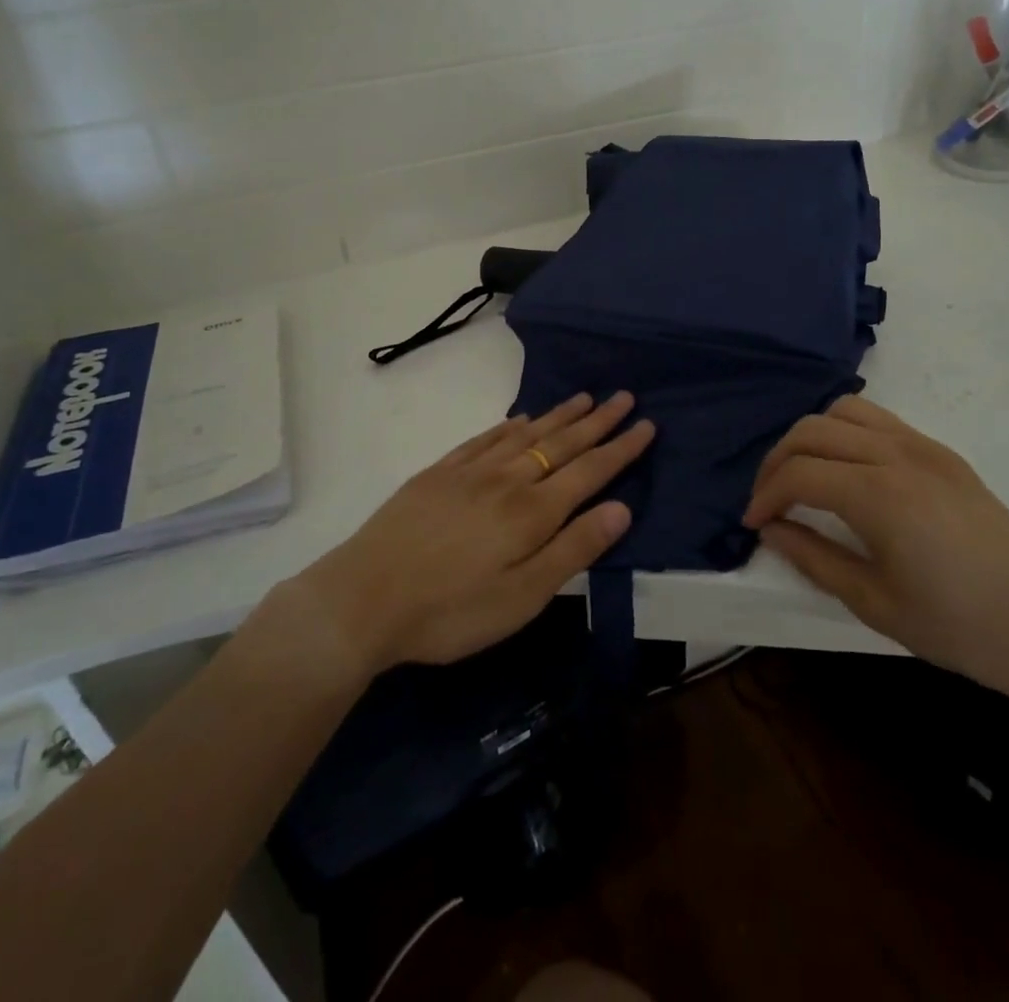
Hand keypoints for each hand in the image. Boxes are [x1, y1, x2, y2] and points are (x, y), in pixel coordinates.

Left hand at [295, 392, 653, 674]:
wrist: (362, 599)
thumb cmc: (450, 612)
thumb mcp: (522, 597)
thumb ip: (573, 549)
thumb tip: (621, 509)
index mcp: (532, 512)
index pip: (589, 471)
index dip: (620, 448)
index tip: (646, 424)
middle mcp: (507, 480)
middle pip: (561, 444)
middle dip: (597, 422)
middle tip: (624, 397)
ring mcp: (470, 472)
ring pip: (526, 434)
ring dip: (558, 416)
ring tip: (584, 398)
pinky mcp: (439, 474)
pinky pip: (485, 439)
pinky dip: (509, 425)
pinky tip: (520, 419)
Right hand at [743, 394, 1008, 707]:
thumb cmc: (960, 627)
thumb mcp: (875, 603)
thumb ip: (813, 558)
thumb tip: (771, 529)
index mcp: (879, 495)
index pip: (799, 474)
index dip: (766, 495)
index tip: (754, 523)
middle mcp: (898, 455)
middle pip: (812, 431)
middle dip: (777, 461)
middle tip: (769, 501)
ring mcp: (925, 447)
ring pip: (845, 412)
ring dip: (811, 437)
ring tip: (804, 477)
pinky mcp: (944, 454)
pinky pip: (880, 421)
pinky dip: (846, 433)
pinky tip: (847, 471)